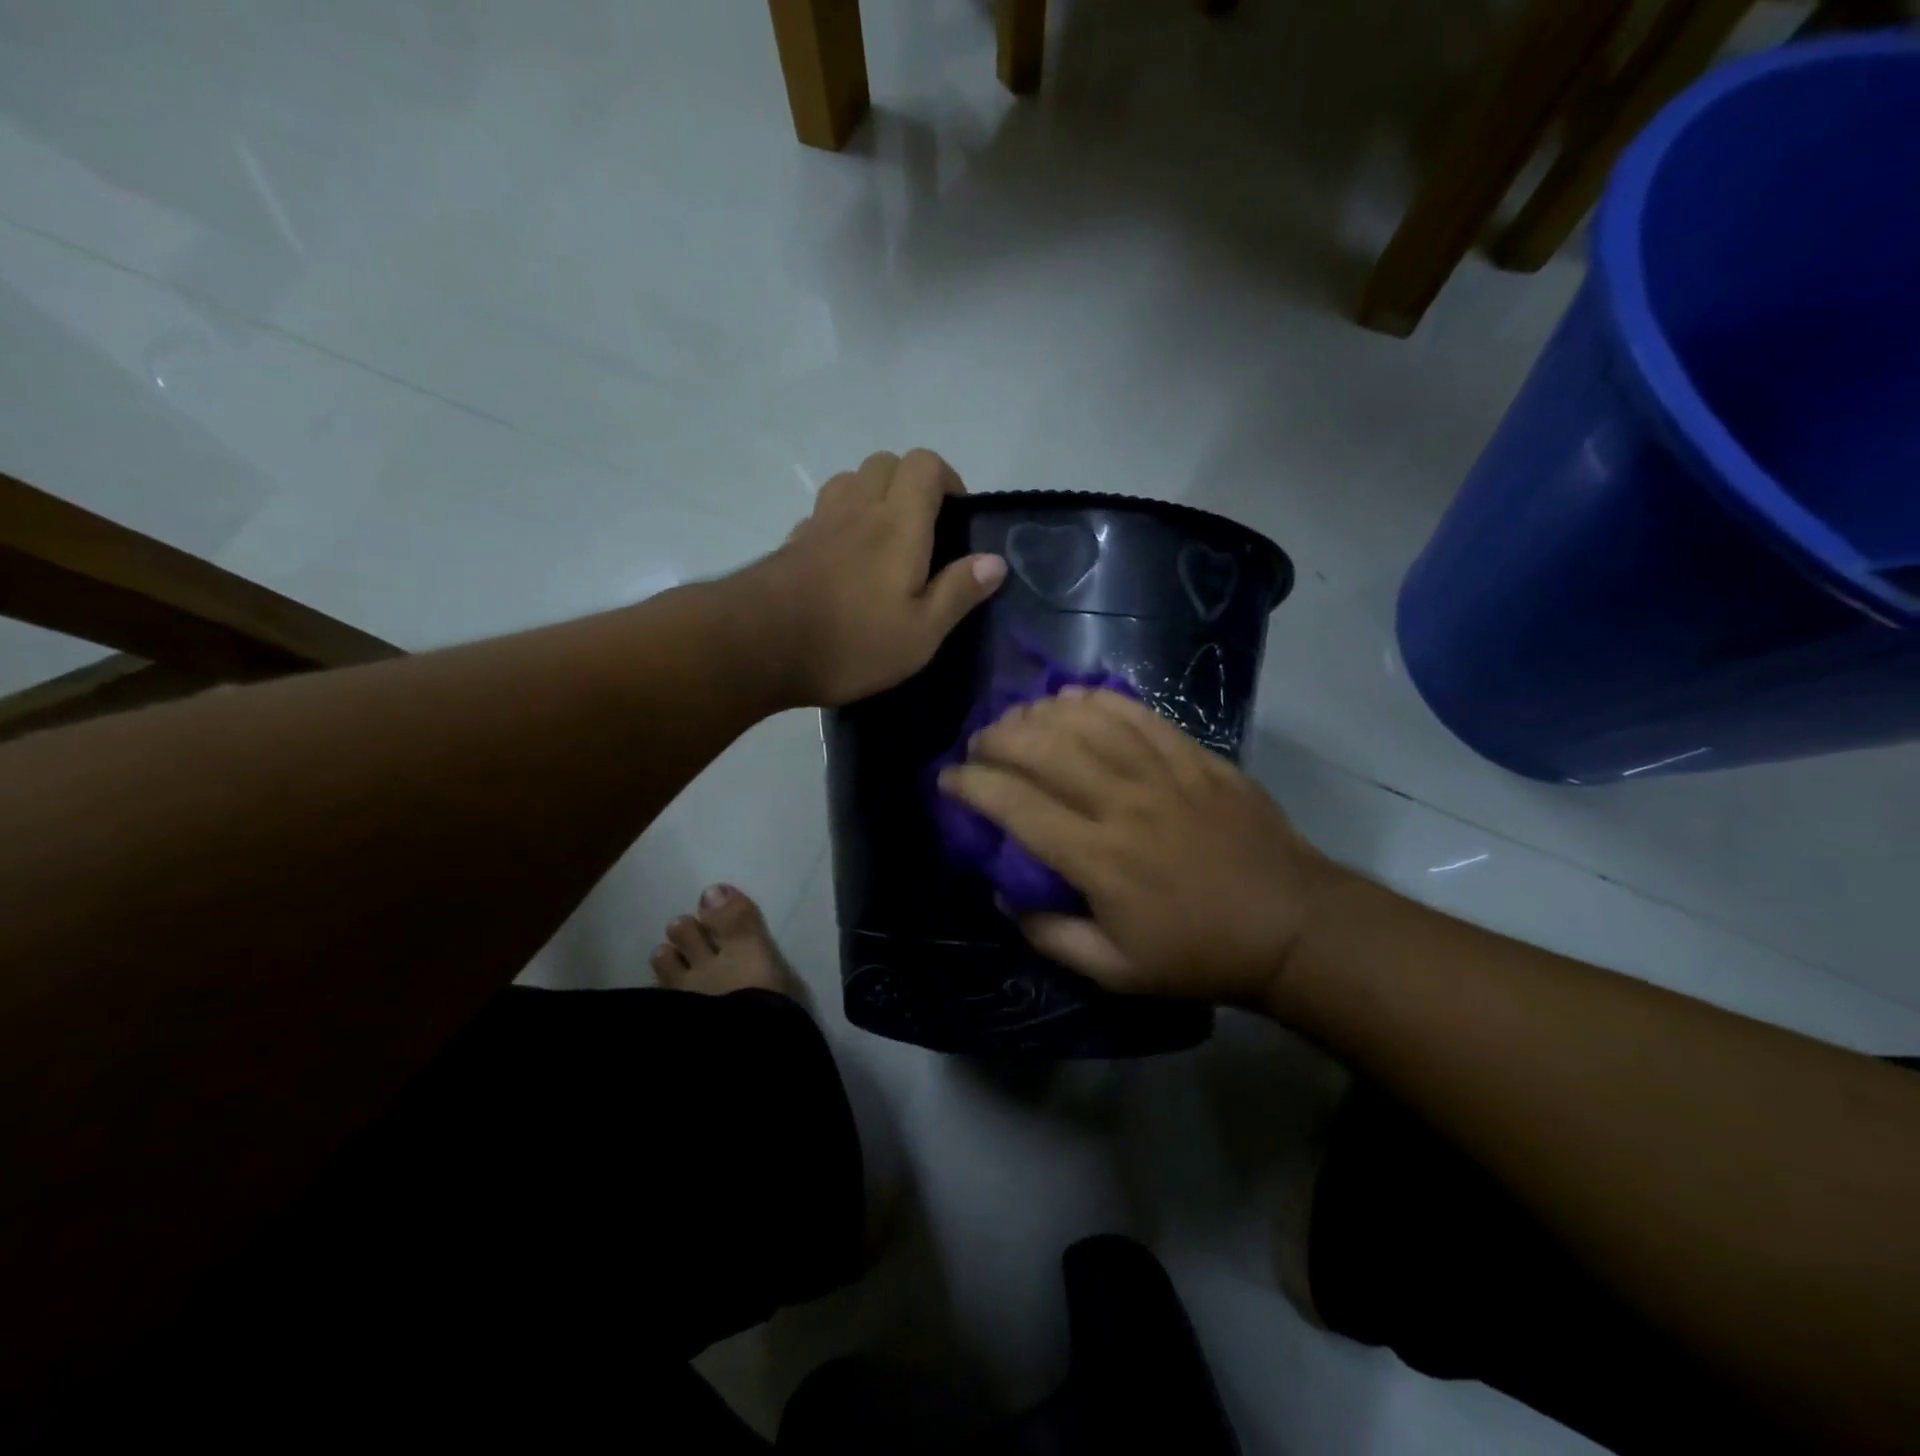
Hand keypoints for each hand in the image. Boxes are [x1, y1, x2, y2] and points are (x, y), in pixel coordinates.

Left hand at [750, 450, 1006, 707]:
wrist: (760, 646)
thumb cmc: (852, 642)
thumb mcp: (921, 633)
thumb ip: (958, 592)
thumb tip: (995, 561)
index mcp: (898, 523)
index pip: (925, 464)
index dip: (947, 479)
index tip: (956, 518)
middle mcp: (858, 509)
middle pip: (885, 462)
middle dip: (910, 483)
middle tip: (924, 530)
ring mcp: (820, 523)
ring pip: (850, 481)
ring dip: (873, 496)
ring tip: (885, 541)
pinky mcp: (792, 543)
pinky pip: (823, 513)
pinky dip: (841, 522)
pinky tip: (845, 562)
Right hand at [938, 688, 1334, 1004]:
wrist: (1291, 925)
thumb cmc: (1198, 953)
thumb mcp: (1115, 970)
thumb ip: (1049, 935)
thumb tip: (1003, 897)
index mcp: (1099, 859)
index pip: (1017, 806)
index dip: (973, 786)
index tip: (948, 780)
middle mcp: (1123, 804)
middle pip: (1045, 749)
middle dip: (998, 738)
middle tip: (979, 746)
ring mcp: (1163, 773)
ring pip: (1087, 723)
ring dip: (1040, 713)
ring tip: (1018, 719)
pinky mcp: (1195, 757)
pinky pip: (1138, 714)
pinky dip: (1098, 700)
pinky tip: (1073, 698)